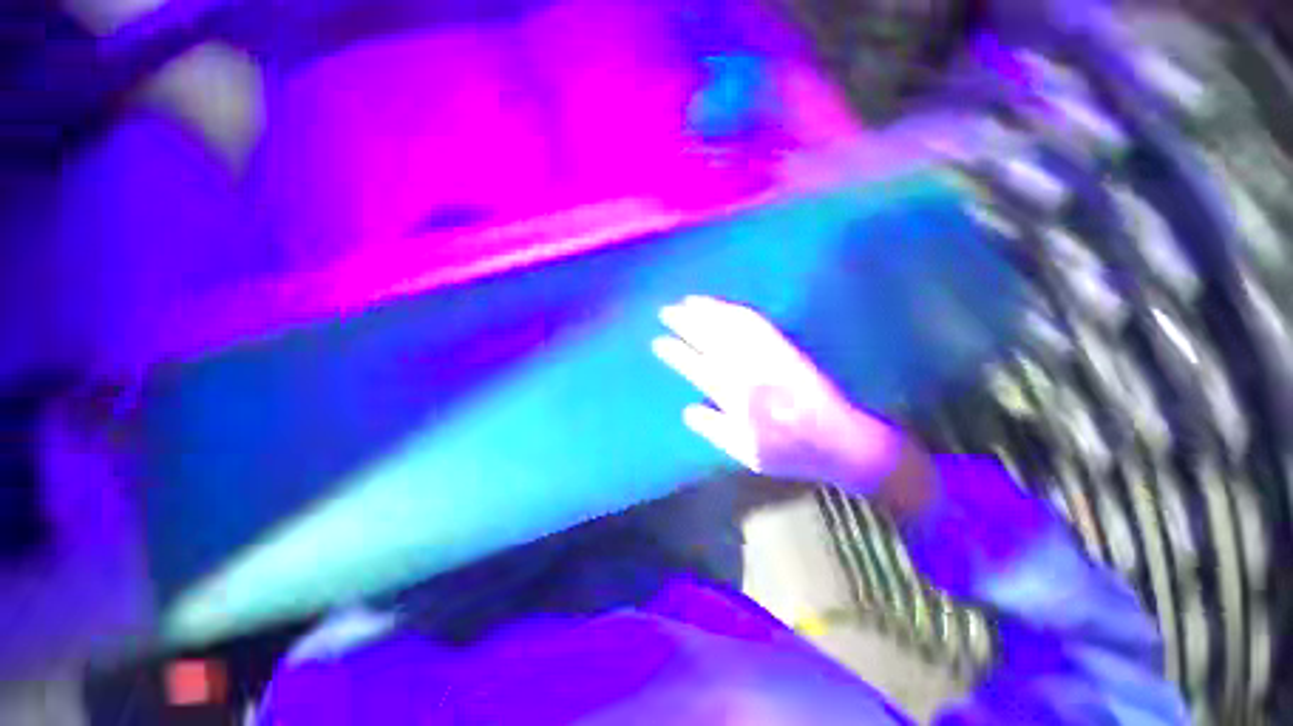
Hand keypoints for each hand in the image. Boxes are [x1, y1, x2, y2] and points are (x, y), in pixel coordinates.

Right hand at [652, 296, 903, 493]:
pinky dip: (737, 311)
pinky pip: (758, 324)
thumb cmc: (790, 452)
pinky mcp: (785, 348)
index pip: (698, 367)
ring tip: (688, 301)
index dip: (677, 352)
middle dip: (686, 322)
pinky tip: (725, 306)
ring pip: (732, 326)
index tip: (658, 341)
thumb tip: (687, 410)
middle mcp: (750, 369)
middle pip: (712, 339)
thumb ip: (714, 430)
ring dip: (708, 310)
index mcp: (737, 397)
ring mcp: (769, 355)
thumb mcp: (747, 453)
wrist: (840, 440)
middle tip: (665, 311)